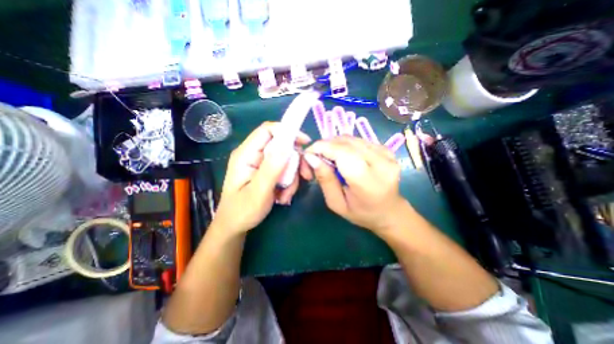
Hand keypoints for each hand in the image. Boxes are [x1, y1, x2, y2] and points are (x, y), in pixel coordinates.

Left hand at [214, 121, 313, 236]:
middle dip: (294, 161)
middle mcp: (253, 155)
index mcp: (246, 154)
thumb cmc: (242, 211)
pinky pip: (284, 170)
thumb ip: (272, 168)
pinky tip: (283, 196)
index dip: (287, 131)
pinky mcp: (266, 172)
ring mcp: (260, 164)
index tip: (304, 143)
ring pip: (285, 160)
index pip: (267, 130)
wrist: (235, 227)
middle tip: (305, 176)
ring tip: (286, 195)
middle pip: (281, 146)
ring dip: (292, 176)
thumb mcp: (259, 191)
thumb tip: (287, 146)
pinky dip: (288, 182)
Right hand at [303, 137, 405, 233]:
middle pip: (346, 143)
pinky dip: (344, 145)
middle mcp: (381, 163)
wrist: (389, 211)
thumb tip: (311, 157)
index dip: (322, 148)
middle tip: (315, 158)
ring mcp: (386, 154)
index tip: (308, 154)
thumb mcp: (336, 203)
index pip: (343, 154)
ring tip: (327, 158)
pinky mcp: (386, 149)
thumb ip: (325, 180)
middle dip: (325, 146)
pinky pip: (358, 141)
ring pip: (351, 139)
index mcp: (369, 182)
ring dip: (334, 145)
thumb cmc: (361, 213)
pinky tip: (341, 157)